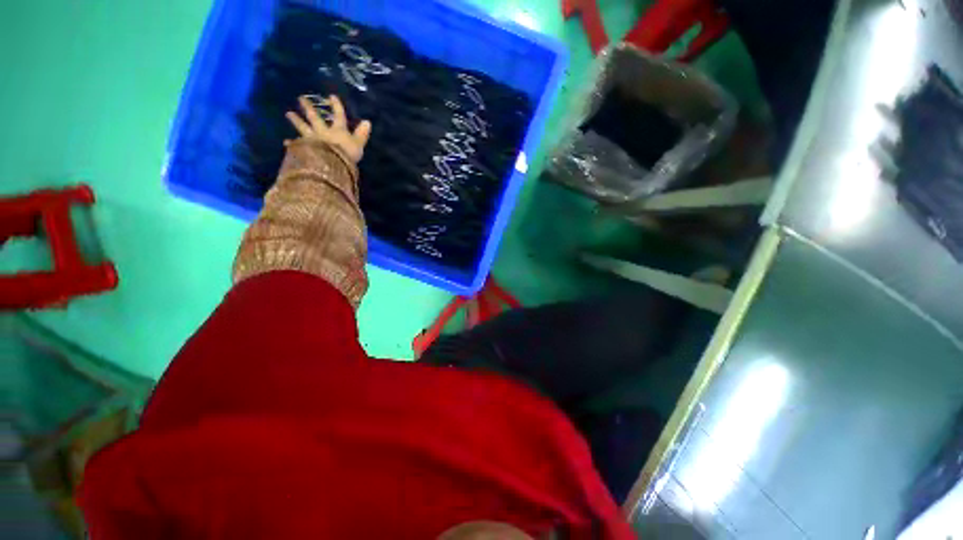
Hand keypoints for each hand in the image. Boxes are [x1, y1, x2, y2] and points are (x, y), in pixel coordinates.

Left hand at [285, 95, 371, 163]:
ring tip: (288, 114)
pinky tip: (286, 142)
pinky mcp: (305, 148)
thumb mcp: (358, 144)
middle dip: (309, 108)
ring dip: (296, 120)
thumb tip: (368, 121)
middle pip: (315, 118)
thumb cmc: (347, 154)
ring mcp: (312, 139)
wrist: (331, 163)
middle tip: (300, 98)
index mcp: (337, 130)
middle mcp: (322, 131)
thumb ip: (361, 134)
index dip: (336, 106)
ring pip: (303, 128)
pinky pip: (297, 145)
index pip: (339, 116)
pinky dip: (292, 144)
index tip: (331, 96)